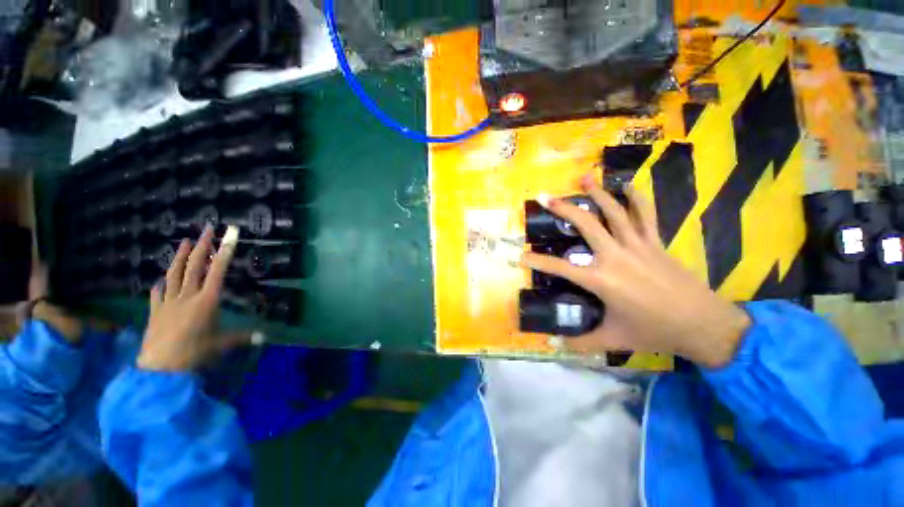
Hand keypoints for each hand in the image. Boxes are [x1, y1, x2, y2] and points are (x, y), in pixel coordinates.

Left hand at [137, 225, 247, 371]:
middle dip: (202, 246)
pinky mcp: (155, 311)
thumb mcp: (222, 344)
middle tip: (206, 229)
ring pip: (174, 274)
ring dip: (180, 257)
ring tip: (183, 242)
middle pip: (194, 266)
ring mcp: (168, 302)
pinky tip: (159, 281)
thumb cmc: (195, 352)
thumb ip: (243, 337)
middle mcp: (187, 296)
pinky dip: (160, 285)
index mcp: (207, 300)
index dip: (225, 252)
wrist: (160, 368)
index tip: (229, 235)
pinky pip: (157, 294)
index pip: (218, 271)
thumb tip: (265, 337)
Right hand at [522, 174, 750, 368]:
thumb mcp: (614, 340)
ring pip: (614, 212)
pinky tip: (627, 184)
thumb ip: (582, 343)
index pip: (560, 268)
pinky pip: (645, 214)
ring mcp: (638, 245)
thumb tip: (555, 346)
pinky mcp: (655, 242)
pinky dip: (636, 197)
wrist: (704, 324)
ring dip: (597, 193)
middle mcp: (615, 256)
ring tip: (584, 177)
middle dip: (563, 209)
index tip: (521, 255)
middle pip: (586, 225)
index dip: (538, 262)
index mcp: (601, 280)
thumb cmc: (655, 332)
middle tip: (546, 197)